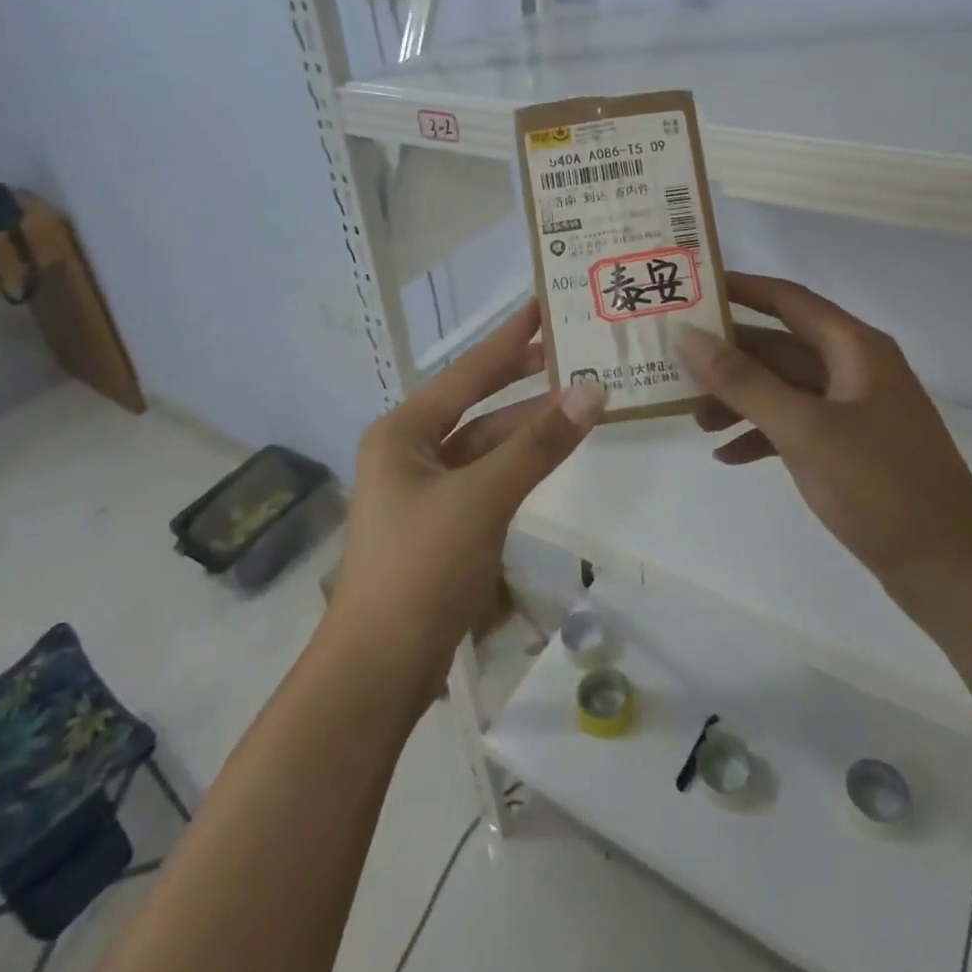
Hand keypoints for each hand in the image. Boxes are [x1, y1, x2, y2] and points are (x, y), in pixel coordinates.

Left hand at [330, 301, 606, 696]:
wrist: (379, 668)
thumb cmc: (421, 568)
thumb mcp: (482, 498)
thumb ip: (538, 445)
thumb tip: (592, 390)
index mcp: (403, 431)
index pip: (468, 371)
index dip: (509, 337)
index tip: (541, 303)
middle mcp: (408, 449)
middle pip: (474, 402)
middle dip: (520, 376)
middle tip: (568, 345)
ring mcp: (423, 487)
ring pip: (484, 443)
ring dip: (526, 424)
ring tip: (577, 398)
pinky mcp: (440, 521)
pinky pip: (485, 476)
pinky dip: (517, 462)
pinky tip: (549, 452)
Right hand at [678, 273, 971, 606]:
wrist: (950, 570)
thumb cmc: (878, 486)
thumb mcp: (803, 428)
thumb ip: (742, 380)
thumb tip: (688, 335)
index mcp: (856, 349)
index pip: (789, 299)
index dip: (741, 288)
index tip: (693, 286)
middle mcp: (857, 370)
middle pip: (780, 346)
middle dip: (729, 356)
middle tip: (675, 361)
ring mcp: (857, 411)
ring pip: (785, 388)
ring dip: (741, 399)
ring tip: (695, 419)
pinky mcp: (853, 449)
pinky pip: (797, 426)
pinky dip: (762, 435)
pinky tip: (727, 456)